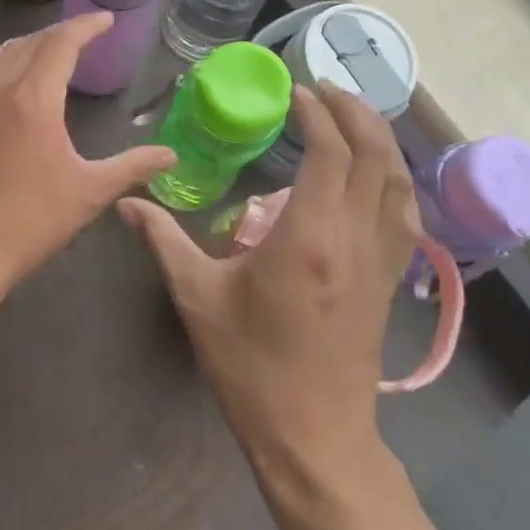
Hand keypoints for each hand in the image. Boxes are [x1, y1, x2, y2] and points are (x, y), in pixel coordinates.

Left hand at [0, 12, 176, 299]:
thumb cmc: (31, 220)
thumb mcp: (91, 192)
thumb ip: (133, 167)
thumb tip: (171, 155)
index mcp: (33, 99)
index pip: (61, 44)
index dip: (85, 27)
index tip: (105, 20)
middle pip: (29, 44)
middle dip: (60, 33)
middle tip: (84, 35)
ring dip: (25, 43)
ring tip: (45, 48)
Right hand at [120, 85, 420, 477]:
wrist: (314, 438)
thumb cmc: (251, 367)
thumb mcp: (198, 299)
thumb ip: (163, 240)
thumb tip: (125, 201)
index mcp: (309, 237)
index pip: (329, 153)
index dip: (317, 113)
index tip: (296, 92)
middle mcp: (355, 238)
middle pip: (375, 156)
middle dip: (356, 112)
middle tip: (326, 90)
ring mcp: (381, 260)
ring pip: (398, 182)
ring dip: (381, 140)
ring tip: (352, 117)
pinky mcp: (389, 281)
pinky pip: (404, 214)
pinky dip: (394, 179)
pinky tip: (374, 174)